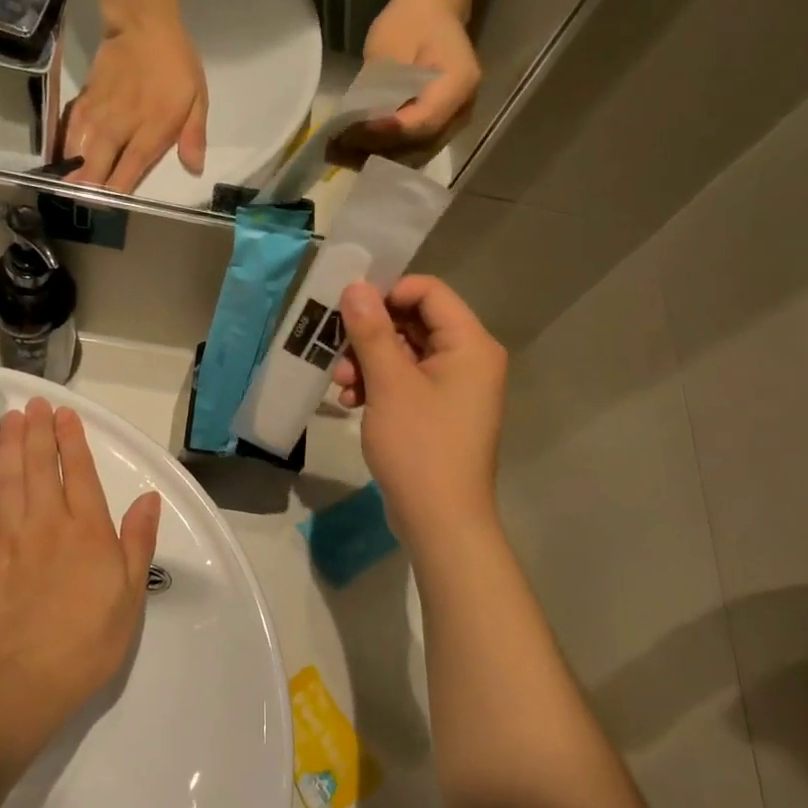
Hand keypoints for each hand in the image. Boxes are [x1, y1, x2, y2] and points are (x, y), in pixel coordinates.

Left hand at [0, 398, 162, 732]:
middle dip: (37, 432)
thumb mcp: (129, 595)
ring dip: (9, 446)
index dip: (71, 440)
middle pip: (38, 467)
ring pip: (7, 480)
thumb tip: (148, 500)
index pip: (78, 473)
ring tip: (10, 420)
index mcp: (87, 531)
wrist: (19, 683)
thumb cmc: (86, 642)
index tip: (65, 414)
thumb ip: (137, 542)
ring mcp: (10, 540)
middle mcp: (46, 524)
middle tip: (34, 404)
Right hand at [62, 14, 208, 191]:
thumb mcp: (197, 99)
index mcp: (151, 130)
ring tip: (65, 191)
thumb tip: (194, 168)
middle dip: (89, 188)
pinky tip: (60, 160)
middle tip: (83, 205)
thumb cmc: (175, 65)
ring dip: (71, 172)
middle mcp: (120, 127)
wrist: (143, 25)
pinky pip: (69, 130)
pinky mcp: (84, 101)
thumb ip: (193, 136)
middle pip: (97, 166)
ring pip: (78, 151)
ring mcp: (98, 114)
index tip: (109, 207)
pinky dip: (64, 147)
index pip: (129, 170)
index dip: (117, 191)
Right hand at [332, 276, 507, 548]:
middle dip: (371, 335)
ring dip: (369, 362)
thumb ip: (371, 330)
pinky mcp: (439, 412)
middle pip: (415, 322)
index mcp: (470, 344)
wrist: (440, 521)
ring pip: (405, 353)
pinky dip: (379, 386)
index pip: (429, 292)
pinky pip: (407, 382)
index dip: (388, 293)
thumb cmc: (419, 445)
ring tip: (342, 384)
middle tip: (337, 350)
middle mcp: (469, 359)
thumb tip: (356, 286)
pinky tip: (351, 402)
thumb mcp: (389, 383)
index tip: (350, 311)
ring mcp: (455, 388)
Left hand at [338, 0, 481, 163]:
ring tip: (341, 152)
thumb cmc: (410, 20)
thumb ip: (378, 88)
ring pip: (415, 154)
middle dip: (377, 150)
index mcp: (459, 82)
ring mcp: (455, 123)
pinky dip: (385, 152)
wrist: (433, 10)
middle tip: (338, 147)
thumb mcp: (388, 46)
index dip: (386, 132)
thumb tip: (357, 126)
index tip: (351, 132)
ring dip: (378, 157)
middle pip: (419, 146)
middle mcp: (463, 110)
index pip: (422, 122)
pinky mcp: (441, 129)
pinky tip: (355, 150)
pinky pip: (414, 150)